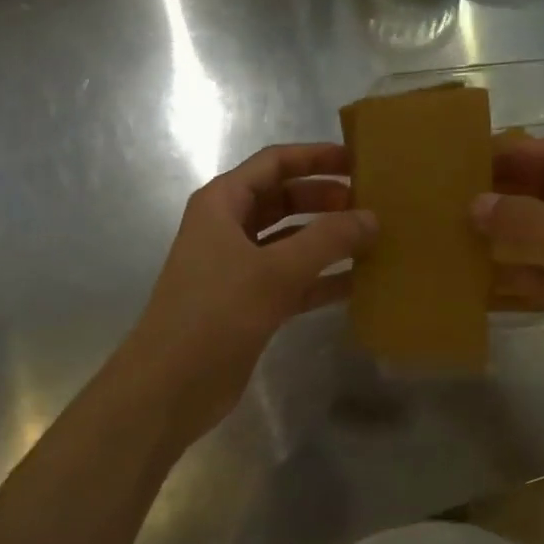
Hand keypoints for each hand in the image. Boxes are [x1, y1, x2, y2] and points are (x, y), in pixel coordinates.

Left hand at [120, 144, 374, 445]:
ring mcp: (238, 267)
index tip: (358, 160)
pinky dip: (322, 278)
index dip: (315, 157)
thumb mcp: (275, 270)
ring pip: (291, 240)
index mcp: (223, 203)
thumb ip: (328, 239)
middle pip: (284, 199)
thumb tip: (372, 217)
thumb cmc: (216, 313)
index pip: (274, 163)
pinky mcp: (250, 303)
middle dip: (326, 198)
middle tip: (372, 203)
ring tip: (373, 239)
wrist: (170, 386)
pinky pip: (293, 279)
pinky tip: (359, 282)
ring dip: (328, 239)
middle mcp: (229, 228)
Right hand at [474, 135, 543, 413]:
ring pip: (543, 233)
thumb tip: (475, 204)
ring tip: (458, 229)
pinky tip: (479, 274)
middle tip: (455, 194)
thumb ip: (533, 222)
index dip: (517, 153)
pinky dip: (517, 273)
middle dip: (507, 192)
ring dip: (508, 233)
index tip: (470, 157)